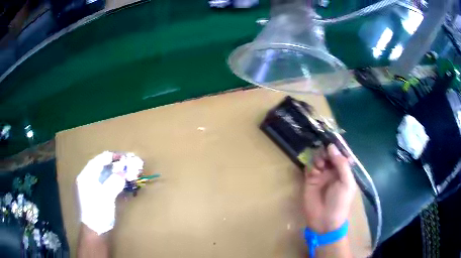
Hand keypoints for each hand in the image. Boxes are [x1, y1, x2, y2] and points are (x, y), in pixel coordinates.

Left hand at [76, 151, 142, 234]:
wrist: (95, 232)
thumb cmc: (98, 213)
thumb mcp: (106, 196)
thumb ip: (114, 181)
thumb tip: (124, 172)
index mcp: (86, 176)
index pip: (100, 160)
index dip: (113, 157)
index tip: (127, 156)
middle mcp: (89, 179)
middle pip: (104, 167)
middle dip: (118, 166)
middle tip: (132, 165)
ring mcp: (94, 188)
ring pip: (108, 176)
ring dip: (120, 174)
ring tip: (132, 173)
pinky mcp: (100, 196)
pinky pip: (109, 184)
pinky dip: (118, 182)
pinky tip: (126, 184)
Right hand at [303, 144, 356, 232]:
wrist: (325, 220)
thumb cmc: (340, 202)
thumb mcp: (346, 183)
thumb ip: (341, 164)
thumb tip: (331, 146)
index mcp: (344, 171)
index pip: (341, 154)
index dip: (338, 147)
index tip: (332, 139)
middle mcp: (333, 171)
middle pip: (329, 154)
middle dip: (326, 151)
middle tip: (324, 155)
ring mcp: (321, 175)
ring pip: (319, 158)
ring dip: (319, 157)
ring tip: (320, 166)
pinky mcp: (310, 180)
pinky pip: (309, 167)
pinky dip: (311, 165)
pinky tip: (314, 170)